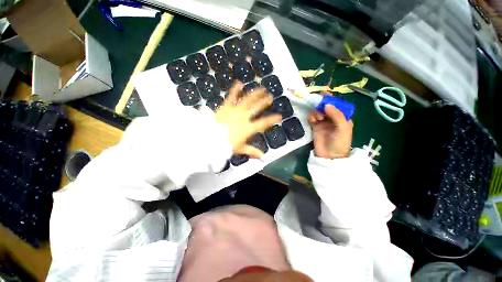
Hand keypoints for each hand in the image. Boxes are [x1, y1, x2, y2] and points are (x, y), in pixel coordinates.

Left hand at [215, 82, 281, 157]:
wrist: (211, 139)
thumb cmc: (227, 145)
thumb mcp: (240, 149)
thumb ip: (252, 151)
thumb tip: (263, 157)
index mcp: (248, 128)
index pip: (263, 123)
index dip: (272, 119)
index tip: (279, 116)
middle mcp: (244, 117)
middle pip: (256, 108)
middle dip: (264, 102)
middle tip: (270, 97)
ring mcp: (235, 110)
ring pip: (247, 100)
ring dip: (255, 94)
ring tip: (261, 88)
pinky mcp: (226, 107)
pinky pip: (231, 97)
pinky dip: (235, 90)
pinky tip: (240, 83)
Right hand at [308, 104, 352, 158]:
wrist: (329, 156)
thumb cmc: (340, 142)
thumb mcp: (343, 128)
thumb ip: (336, 115)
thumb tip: (327, 104)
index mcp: (342, 117)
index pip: (337, 105)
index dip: (331, 99)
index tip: (324, 93)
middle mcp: (333, 118)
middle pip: (326, 107)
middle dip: (322, 104)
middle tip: (317, 103)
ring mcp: (323, 122)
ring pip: (318, 111)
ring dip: (317, 112)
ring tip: (318, 118)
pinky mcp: (315, 126)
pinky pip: (312, 118)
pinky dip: (311, 117)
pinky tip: (313, 120)